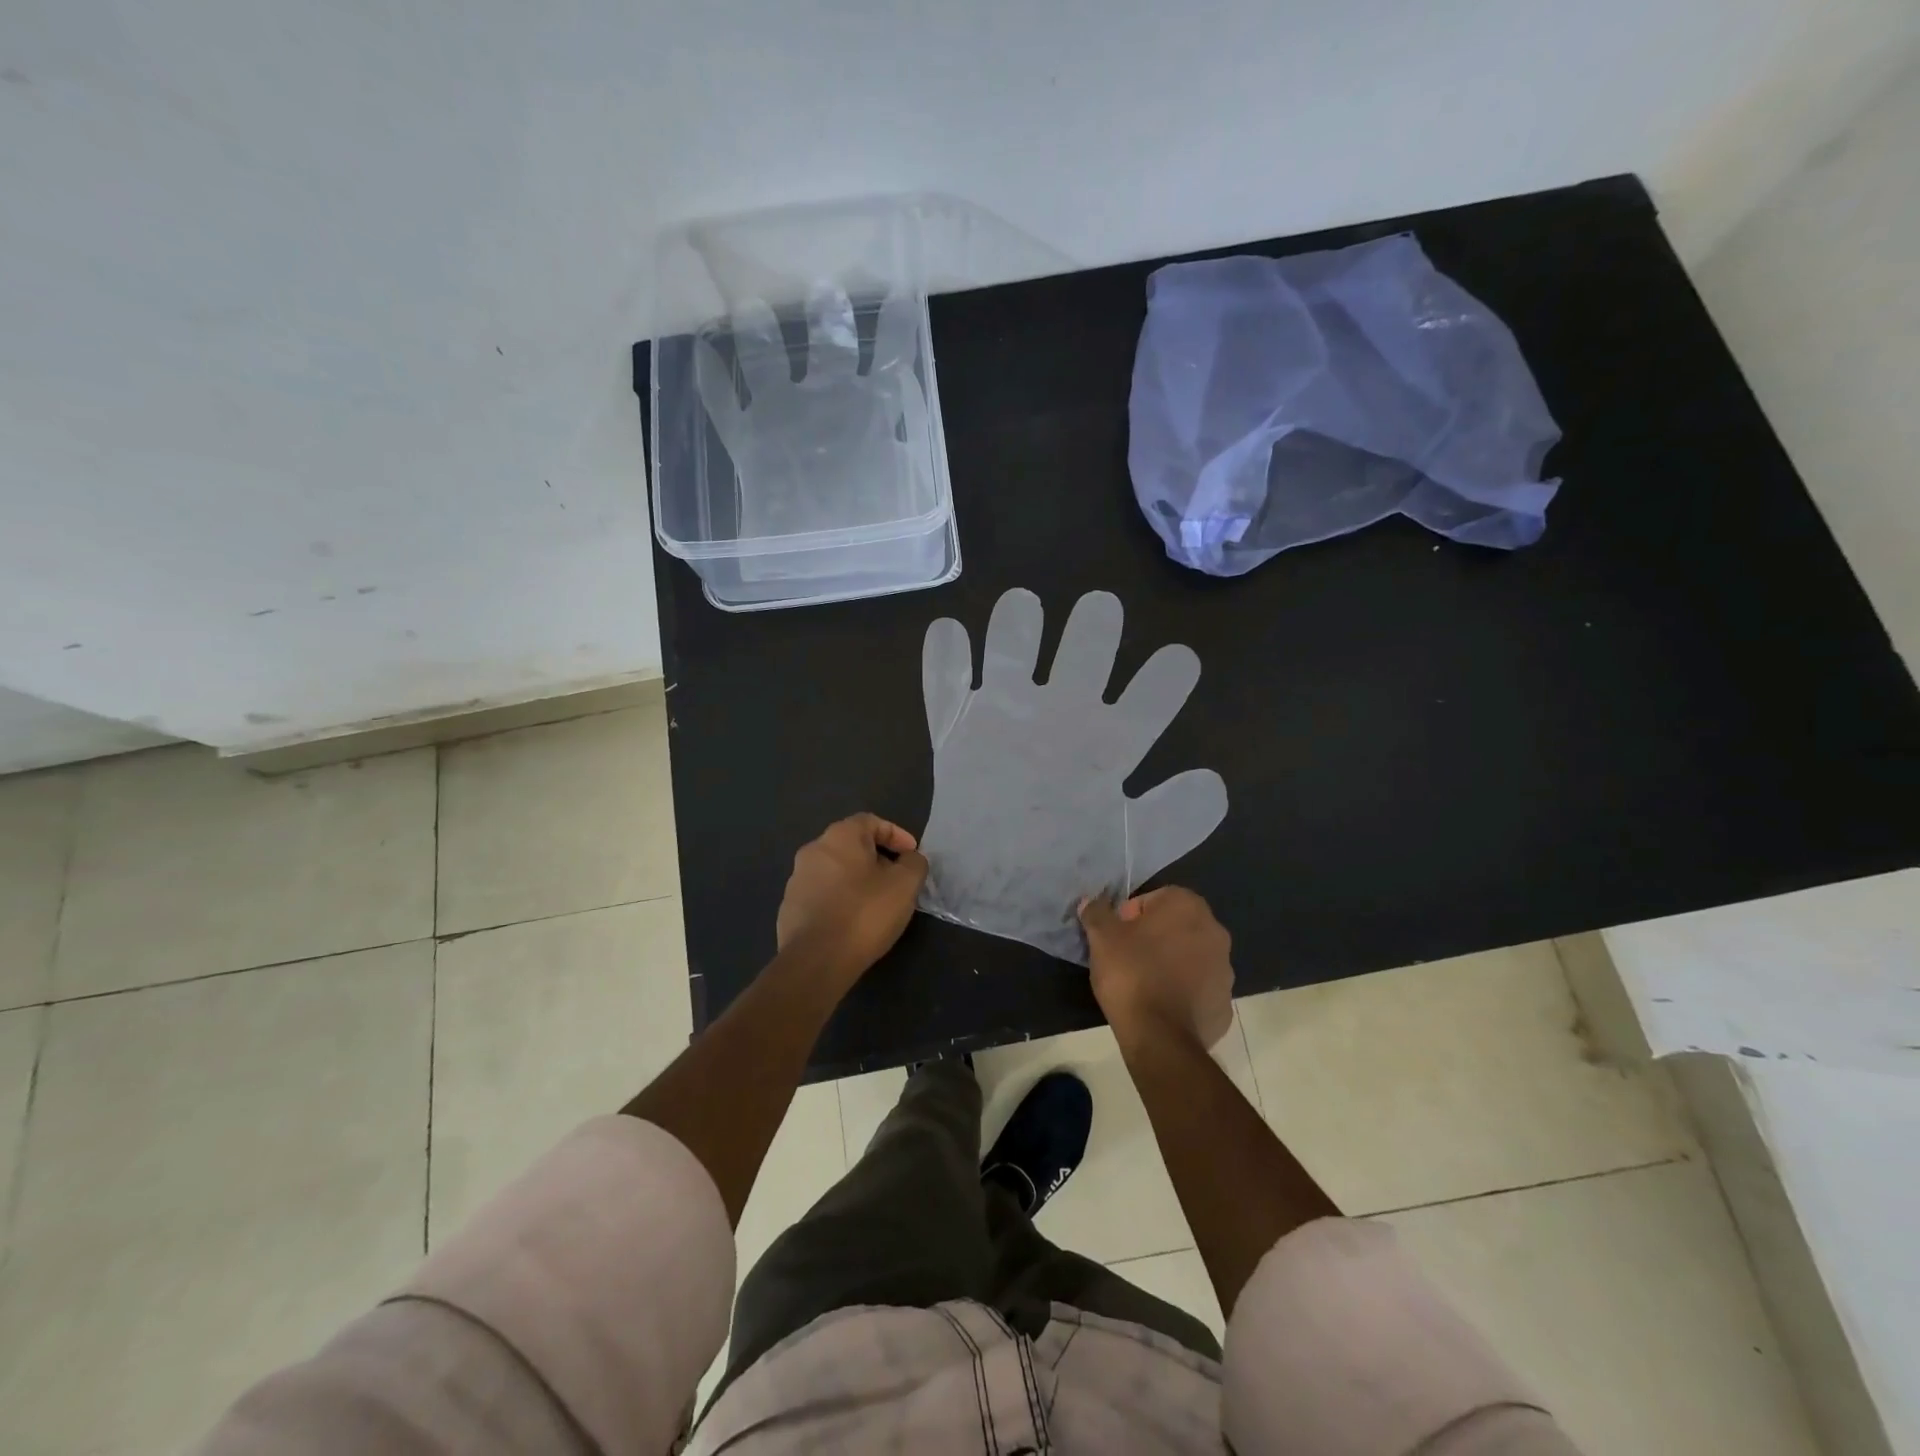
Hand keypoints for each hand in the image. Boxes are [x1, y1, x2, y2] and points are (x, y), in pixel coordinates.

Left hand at [777, 814, 928, 982]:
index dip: (896, 834)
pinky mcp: (789, 908)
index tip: (912, 855)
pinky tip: (852, 922)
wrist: (816, 960)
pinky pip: (822, 895)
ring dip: (857, 880)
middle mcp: (813, 850)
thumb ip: (914, 864)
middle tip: (897, 879)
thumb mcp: (905, 885)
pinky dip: (840, 900)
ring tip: (876, 903)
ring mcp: (796, 880)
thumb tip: (910, 859)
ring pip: (835, 871)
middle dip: (877, 858)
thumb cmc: (865, 913)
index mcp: (839, 837)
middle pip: (851, 846)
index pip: (871, 821)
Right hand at [1080, 887, 1233, 1048]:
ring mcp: (1225, 970)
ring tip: (1144, 984)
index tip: (1117, 937)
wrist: (1160, 1036)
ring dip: (1171, 963)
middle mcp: (1215, 931)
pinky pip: (1199, 989)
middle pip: (1176, 927)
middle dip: (1154, 938)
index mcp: (1188, 907)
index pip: (1154, 899)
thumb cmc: (1131, 973)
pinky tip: (1162, 1006)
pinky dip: (1183, 992)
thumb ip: (1097, 912)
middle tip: (1127, 958)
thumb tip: (1090, 901)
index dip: (1131, 916)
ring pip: (1191, 957)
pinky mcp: (1225, 1003)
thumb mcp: (1102, 937)